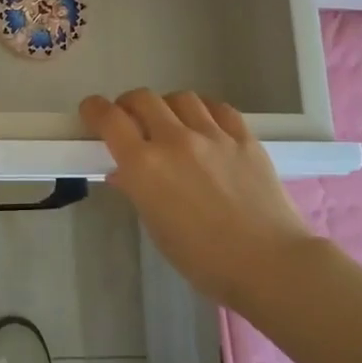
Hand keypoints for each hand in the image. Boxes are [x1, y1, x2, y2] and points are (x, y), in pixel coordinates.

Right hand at [81, 89, 313, 309]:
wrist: (270, 264)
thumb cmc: (203, 259)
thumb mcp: (158, 229)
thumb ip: (137, 192)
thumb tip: (124, 173)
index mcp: (145, 165)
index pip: (109, 118)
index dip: (94, 109)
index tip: (91, 112)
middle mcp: (174, 140)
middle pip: (142, 98)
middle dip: (129, 105)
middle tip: (130, 120)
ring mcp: (213, 135)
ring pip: (181, 97)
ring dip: (167, 106)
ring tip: (171, 122)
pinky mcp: (244, 138)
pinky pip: (219, 108)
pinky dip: (205, 111)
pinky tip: (206, 125)